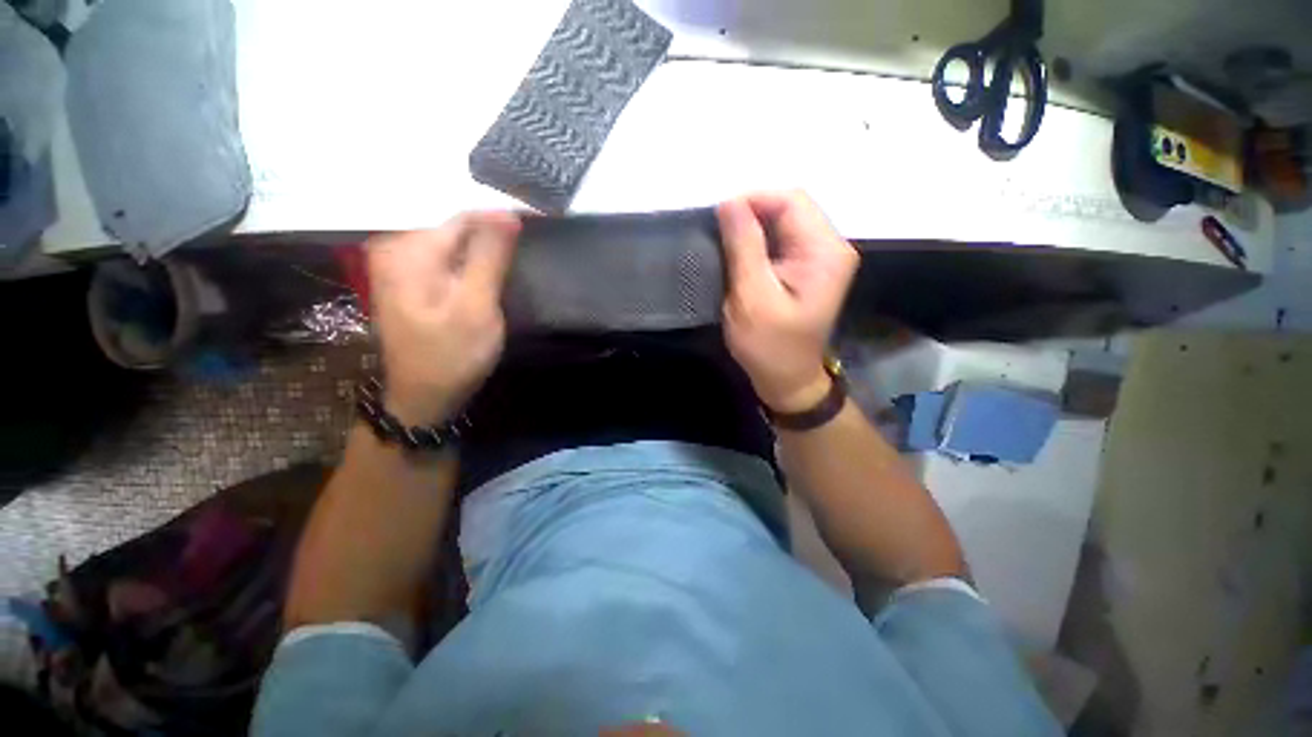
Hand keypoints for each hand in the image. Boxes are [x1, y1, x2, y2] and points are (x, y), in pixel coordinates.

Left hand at [366, 212, 520, 425]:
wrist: (424, 397)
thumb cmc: (452, 355)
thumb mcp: (476, 307)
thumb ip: (489, 258)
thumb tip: (508, 214)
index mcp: (407, 250)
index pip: (463, 216)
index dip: (502, 220)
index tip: (536, 225)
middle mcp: (396, 248)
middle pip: (455, 227)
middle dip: (492, 233)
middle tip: (526, 244)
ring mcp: (401, 265)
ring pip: (454, 243)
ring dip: (484, 247)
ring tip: (514, 254)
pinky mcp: (412, 281)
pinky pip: (448, 258)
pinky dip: (472, 261)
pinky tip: (490, 269)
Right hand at [717, 192, 858, 412]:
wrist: (787, 379)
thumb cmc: (769, 346)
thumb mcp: (752, 297)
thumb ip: (744, 247)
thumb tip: (729, 202)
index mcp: (824, 251)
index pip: (790, 201)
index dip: (752, 201)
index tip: (718, 219)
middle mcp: (829, 246)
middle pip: (788, 208)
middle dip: (750, 215)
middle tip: (718, 236)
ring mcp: (819, 257)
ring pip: (781, 223)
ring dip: (751, 230)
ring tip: (724, 246)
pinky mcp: (806, 268)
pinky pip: (780, 241)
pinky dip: (756, 243)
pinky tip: (738, 257)